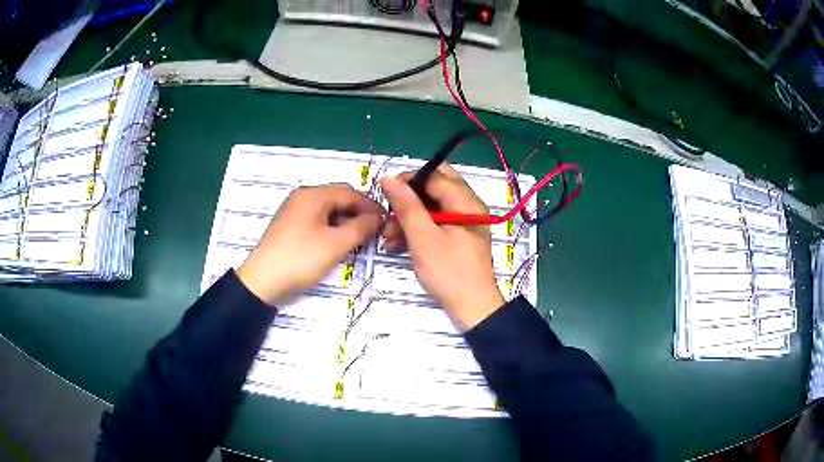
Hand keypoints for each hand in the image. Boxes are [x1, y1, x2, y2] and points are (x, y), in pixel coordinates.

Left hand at [237, 183, 384, 305]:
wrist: (263, 281)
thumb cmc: (301, 258)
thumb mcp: (336, 244)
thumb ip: (361, 227)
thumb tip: (377, 217)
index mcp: (313, 195)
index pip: (350, 192)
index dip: (371, 206)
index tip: (387, 221)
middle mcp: (303, 197)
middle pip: (338, 198)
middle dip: (358, 212)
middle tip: (375, 231)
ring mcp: (294, 211)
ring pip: (328, 210)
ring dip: (346, 221)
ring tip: (360, 238)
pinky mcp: (290, 226)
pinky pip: (317, 219)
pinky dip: (332, 227)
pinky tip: (339, 242)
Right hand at [381, 165, 504, 330]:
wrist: (472, 308)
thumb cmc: (449, 273)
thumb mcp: (423, 238)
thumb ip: (407, 206)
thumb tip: (388, 177)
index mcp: (466, 202)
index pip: (435, 175)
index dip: (408, 180)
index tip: (385, 192)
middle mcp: (467, 207)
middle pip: (433, 189)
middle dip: (407, 200)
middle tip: (389, 213)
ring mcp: (463, 223)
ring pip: (431, 207)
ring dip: (408, 218)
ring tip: (387, 237)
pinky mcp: (457, 238)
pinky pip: (434, 224)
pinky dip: (416, 230)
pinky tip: (397, 244)